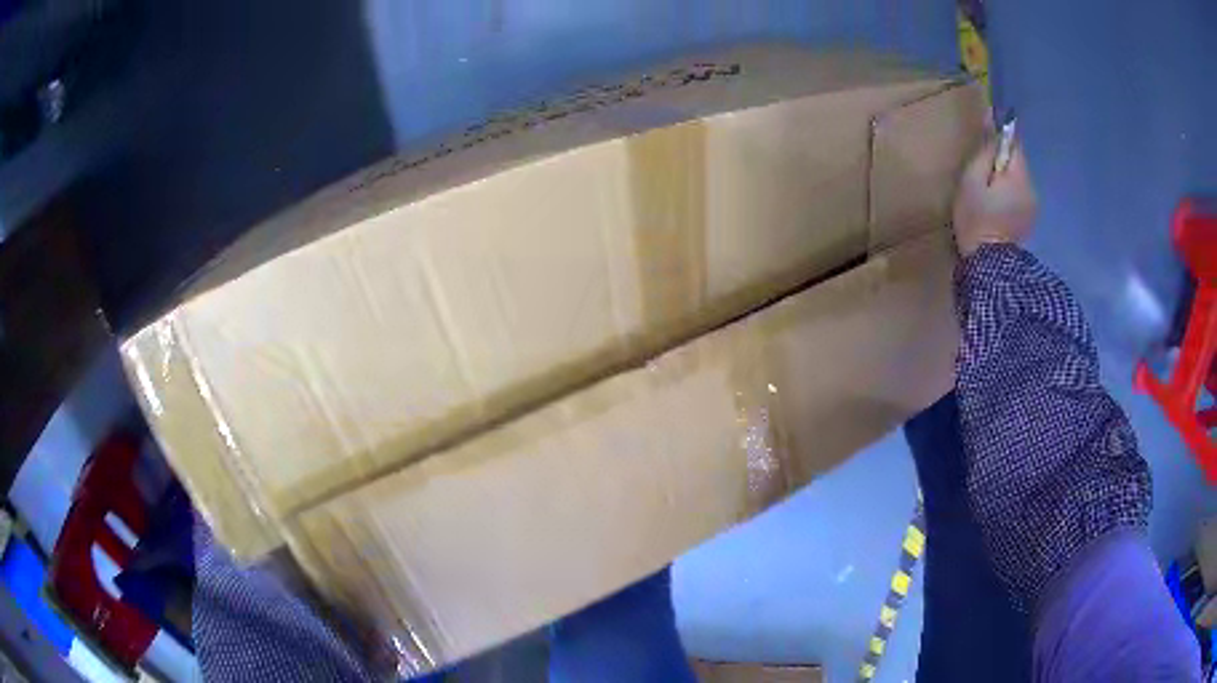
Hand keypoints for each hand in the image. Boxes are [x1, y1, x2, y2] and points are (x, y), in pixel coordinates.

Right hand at [952, 134, 1036, 256]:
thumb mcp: (972, 179)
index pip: (1014, 144)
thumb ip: (985, 153)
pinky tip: (997, 210)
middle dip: (1002, 163)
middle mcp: (1031, 188)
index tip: (986, 143)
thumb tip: (992, 126)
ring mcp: (1033, 207)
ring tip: (988, 195)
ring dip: (1006, 181)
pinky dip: (1010, 197)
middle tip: (982, 177)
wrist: (988, 267)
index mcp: (1019, 176)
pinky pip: (1020, 197)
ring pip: (1019, 181)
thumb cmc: (976, 218)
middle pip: (1017, 163)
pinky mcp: (1029, 221)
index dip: (1001, 139)